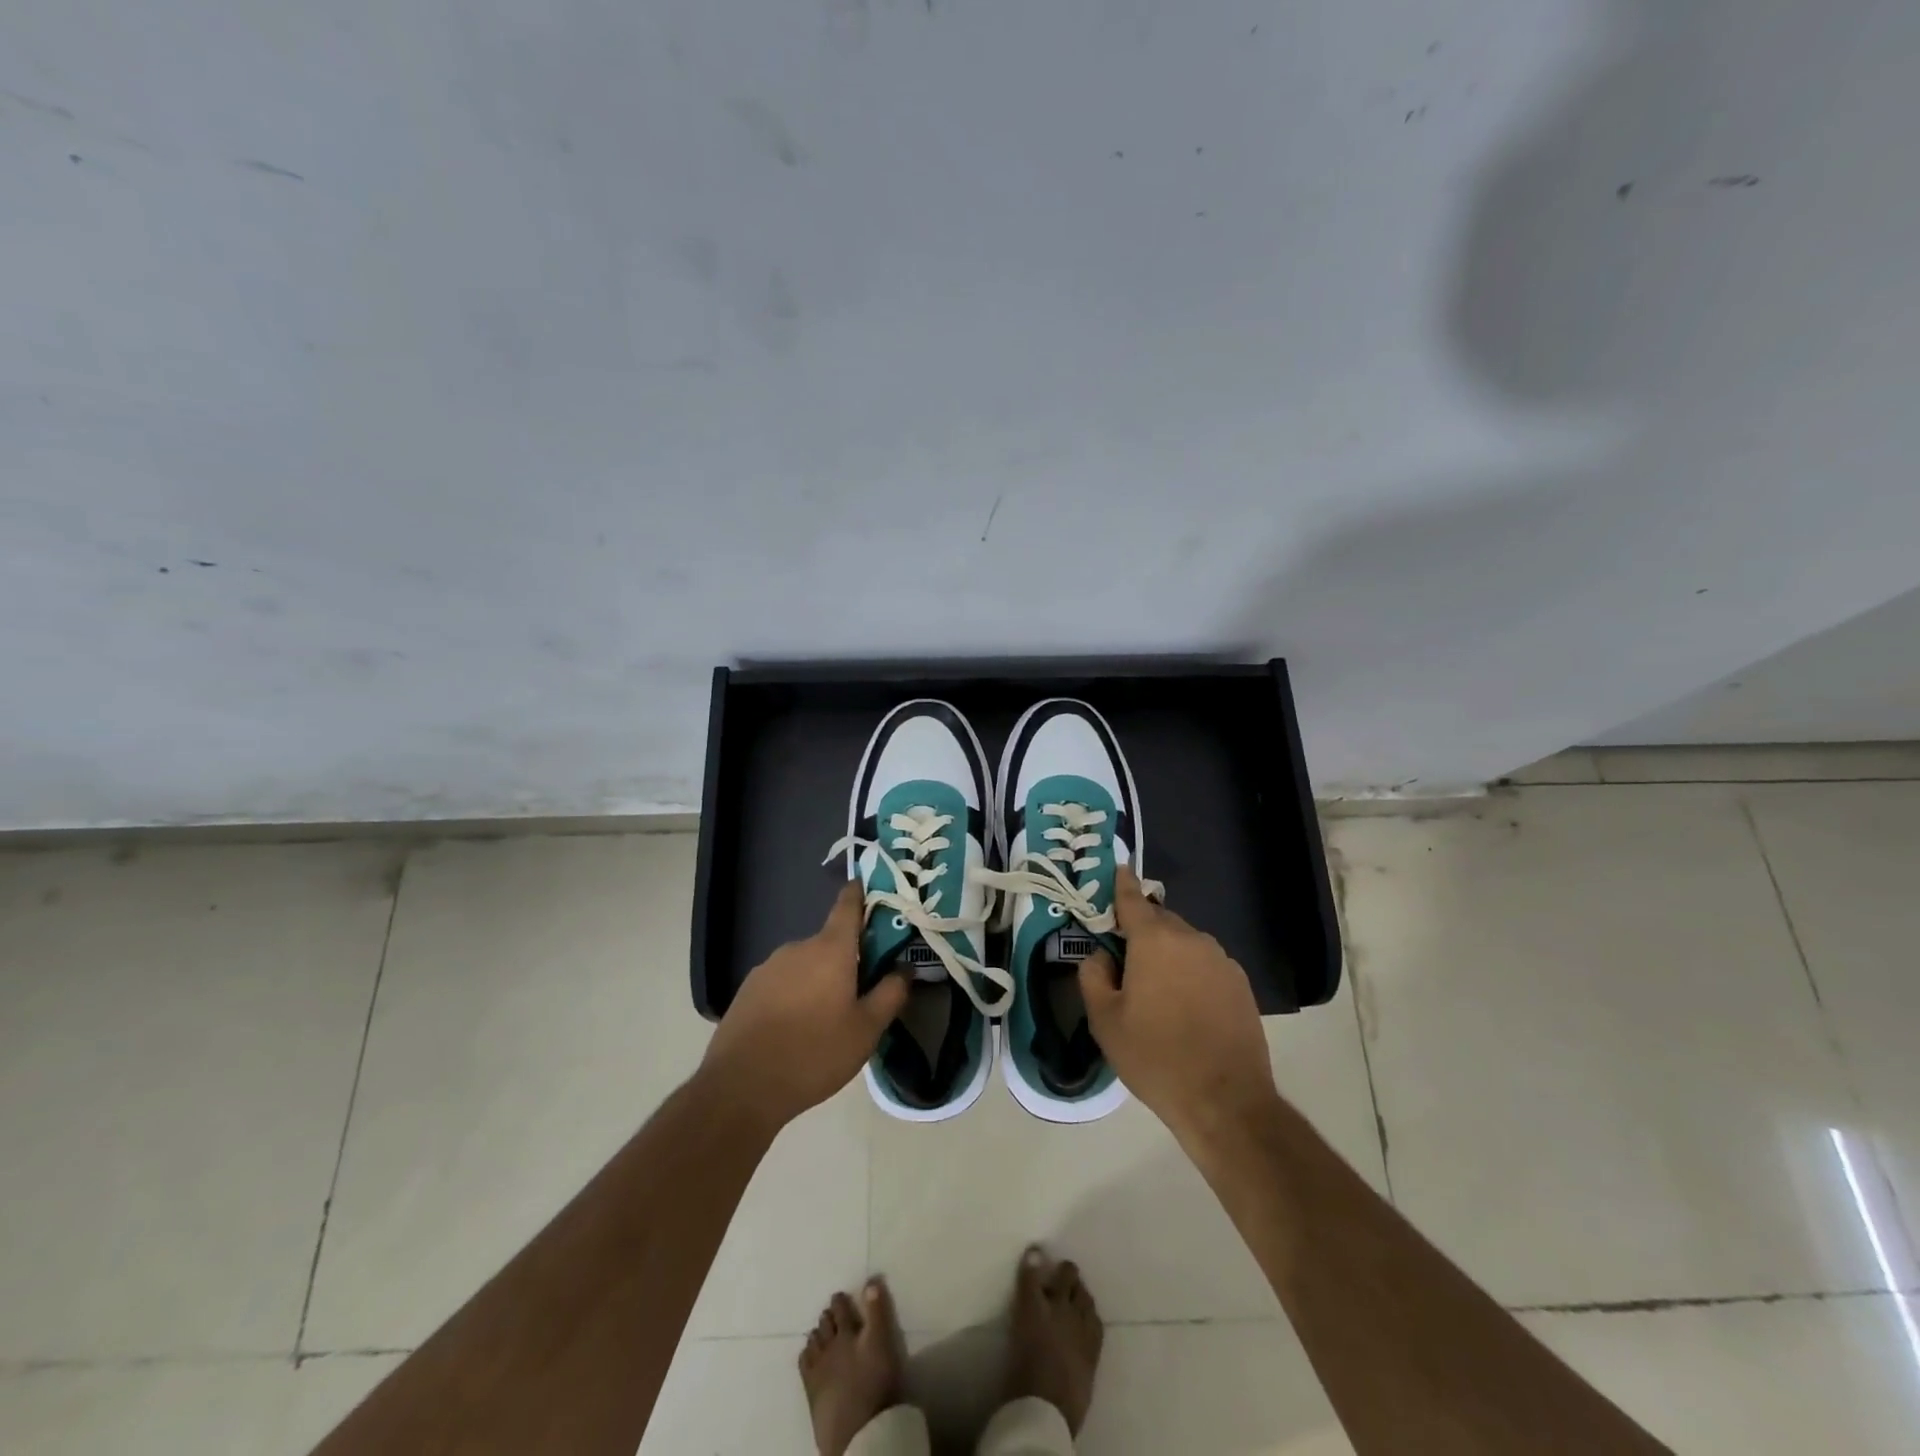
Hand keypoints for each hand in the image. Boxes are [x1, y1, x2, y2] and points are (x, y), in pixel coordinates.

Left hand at [700, 883, 908, 1132]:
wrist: (741, 1087)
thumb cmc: (814, 1053)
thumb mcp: (866, 1030)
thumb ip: (891, 994)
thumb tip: (906, 968)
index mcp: (830, 948)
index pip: (848, 905)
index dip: (861, 894)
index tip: (874, 890)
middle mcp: (798, 947)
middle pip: (830, 942)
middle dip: (847, 958)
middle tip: (863, 989)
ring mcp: (768, 967)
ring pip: (806, 964)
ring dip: (819, 979)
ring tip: (828, 1017)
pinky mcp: (748, 989)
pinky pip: (783, 981)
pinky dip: (794, 994)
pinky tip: (796, 1027)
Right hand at [1078, 866, 1277, 1146]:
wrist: (1226, 1101)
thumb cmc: (1156, 1057)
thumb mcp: (1105, 1020)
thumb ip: (1093, 975)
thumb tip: (1101, 955)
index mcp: (1155, 940)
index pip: (1132, 898)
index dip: (1120, 884)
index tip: (1115, 870)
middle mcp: (1192, 938)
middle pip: (1159, 920)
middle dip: (1140, 930)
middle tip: (1123, 957)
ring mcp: (1221, 960)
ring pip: (1184, 942)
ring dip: (1166, 953)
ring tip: (1154, 989)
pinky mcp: (1240, 984)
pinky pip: (1205, 964)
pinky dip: (1190, 971)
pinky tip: (1184, 1005)